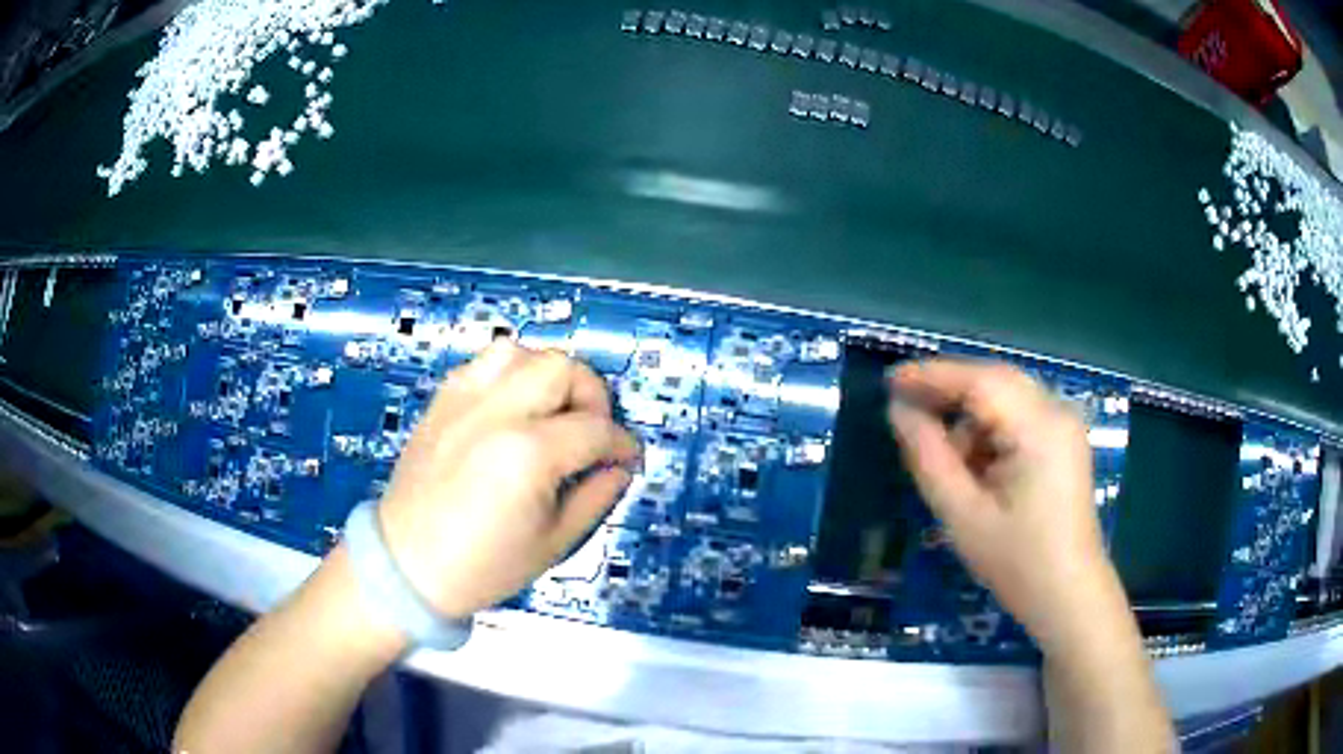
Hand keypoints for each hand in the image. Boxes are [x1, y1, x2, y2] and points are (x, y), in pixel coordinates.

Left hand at [376, 341, 638, 618]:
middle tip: (591, 432)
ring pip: (523, 352)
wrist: (407, 565)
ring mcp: (463, 401)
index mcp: (527, 454)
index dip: (622, 444)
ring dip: (548, 377)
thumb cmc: (481, 566)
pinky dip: (510, 375)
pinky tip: (513, 410)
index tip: (626, 457)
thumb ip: (598, 496)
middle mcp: (496, 413)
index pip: (596, 429)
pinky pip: (484, 364)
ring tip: (551, 414)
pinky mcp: (443, 401)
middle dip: (592, 396)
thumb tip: (620, 466)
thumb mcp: (554, 543)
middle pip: (564, 368)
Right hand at [886, 359, 1110, 648]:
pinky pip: (1019, 416)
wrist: (1069, 596)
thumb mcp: (963, 515)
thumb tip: (899, 411)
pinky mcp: (1064, 441)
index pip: (980, 380)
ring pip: (1006, 397)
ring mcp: (1065, 425)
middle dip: (949, 391)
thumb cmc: (1017, 562)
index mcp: (1039, 427)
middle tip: (905, 407)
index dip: (932, 375)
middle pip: (995, 381)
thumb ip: (928, 457)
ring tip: (945, 459)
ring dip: (970, 417)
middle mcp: (1057, 412)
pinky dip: (990, 431)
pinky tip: (976, 466)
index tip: (889, 381)